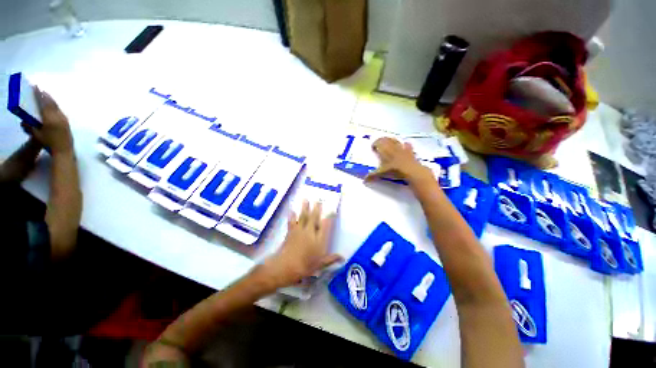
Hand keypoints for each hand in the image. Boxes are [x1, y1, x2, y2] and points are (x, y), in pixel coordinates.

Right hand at [23, 87, 73, 155]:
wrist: (63, 150)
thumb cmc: (48, 143)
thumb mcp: (37, 134)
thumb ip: (30, 126)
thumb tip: (23, 120)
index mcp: (50, 118)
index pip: (44, 103)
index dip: (39, 95)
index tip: (36, 87)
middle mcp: (58, 116)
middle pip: (51, 103)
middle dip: (45, 95)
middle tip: (40, 89)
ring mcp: (64, 119)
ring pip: (56, 106)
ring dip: (50, 100)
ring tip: (45, 95)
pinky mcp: (67, 122)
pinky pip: (60, 111)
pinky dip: (54, 106)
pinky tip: (52, 106)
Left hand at [261, 201, 342, 288]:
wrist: (286, 267)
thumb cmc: (305, 266)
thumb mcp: (320, 264)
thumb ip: (331, 259)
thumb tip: (343, 258)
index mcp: (319, 239)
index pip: (326, 225)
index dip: (329, 217)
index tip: (332, 210)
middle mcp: (310, 232)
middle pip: (314, 218)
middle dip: (316, 208)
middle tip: (318, 199)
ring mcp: (300, 231)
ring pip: (303, 217)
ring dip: (305, 208)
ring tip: (305, 199)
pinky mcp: (291, 232)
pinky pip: (292, 222)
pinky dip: (292, 216)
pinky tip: (292, 210)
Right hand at [364, 137, 431, 182]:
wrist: (410, 170)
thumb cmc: (393, 170)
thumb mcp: (381, 174)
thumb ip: (372, 175)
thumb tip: (364, 180)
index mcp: (384, 150)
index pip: (378, 142)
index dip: (375, 143)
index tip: (373, 147)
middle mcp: (392, 146)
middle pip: (386, 139)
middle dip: (382, 140)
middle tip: (379, 144)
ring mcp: (402, 148)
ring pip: (395, 140)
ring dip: (391, 140)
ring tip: (389, 142)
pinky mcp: (410, 151)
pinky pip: (407, 145)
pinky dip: (405, 144)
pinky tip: (405, 145)